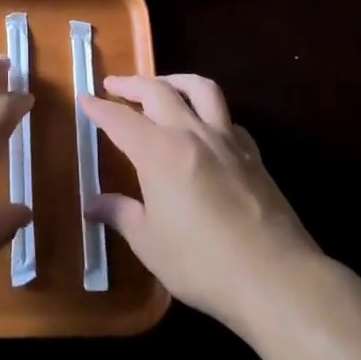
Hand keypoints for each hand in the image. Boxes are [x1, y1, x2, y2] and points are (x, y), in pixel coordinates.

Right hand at [85, 75, 320, 335]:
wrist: (276, 279)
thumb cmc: (202, 263)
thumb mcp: (150, 243)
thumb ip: (121, 215)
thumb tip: (93, 204)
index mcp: (158, 151)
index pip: (120, 118)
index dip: (99, 107)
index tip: (84, 99)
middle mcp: (190, 133)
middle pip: (157, 91)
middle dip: (131, 84)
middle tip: (113, 85)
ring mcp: (226, 140)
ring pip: (200, 88)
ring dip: (174, 80)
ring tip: (162, 85)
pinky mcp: (252, 154)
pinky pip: (227, 117)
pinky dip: (209, 111)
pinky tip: (205, 127)